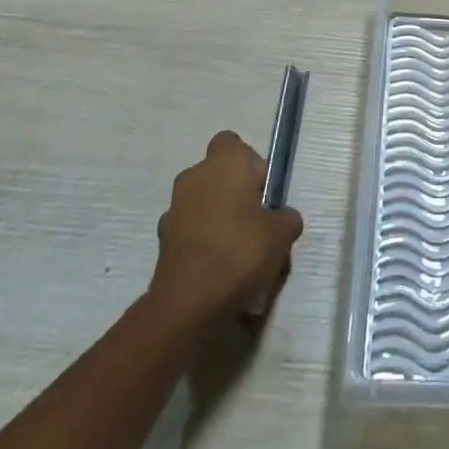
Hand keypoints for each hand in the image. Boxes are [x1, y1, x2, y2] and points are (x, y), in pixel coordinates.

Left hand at [150, 131, 302, 320]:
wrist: (188, 304)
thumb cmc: (240, 251)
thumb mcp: (281, 234)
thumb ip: (286, 218)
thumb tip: (283, 218)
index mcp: (224, 162)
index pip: (234, 144)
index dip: (250, 165)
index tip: (262, 192)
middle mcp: (194, 176)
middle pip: (218, 175)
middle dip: (234, 194)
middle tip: (254, 223)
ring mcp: (174, 209)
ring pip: (202, 204)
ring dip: (216, 219)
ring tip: (236, 254)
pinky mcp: (162, 241)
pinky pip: (189, 232)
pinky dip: (201, 244)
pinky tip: (217, 271)